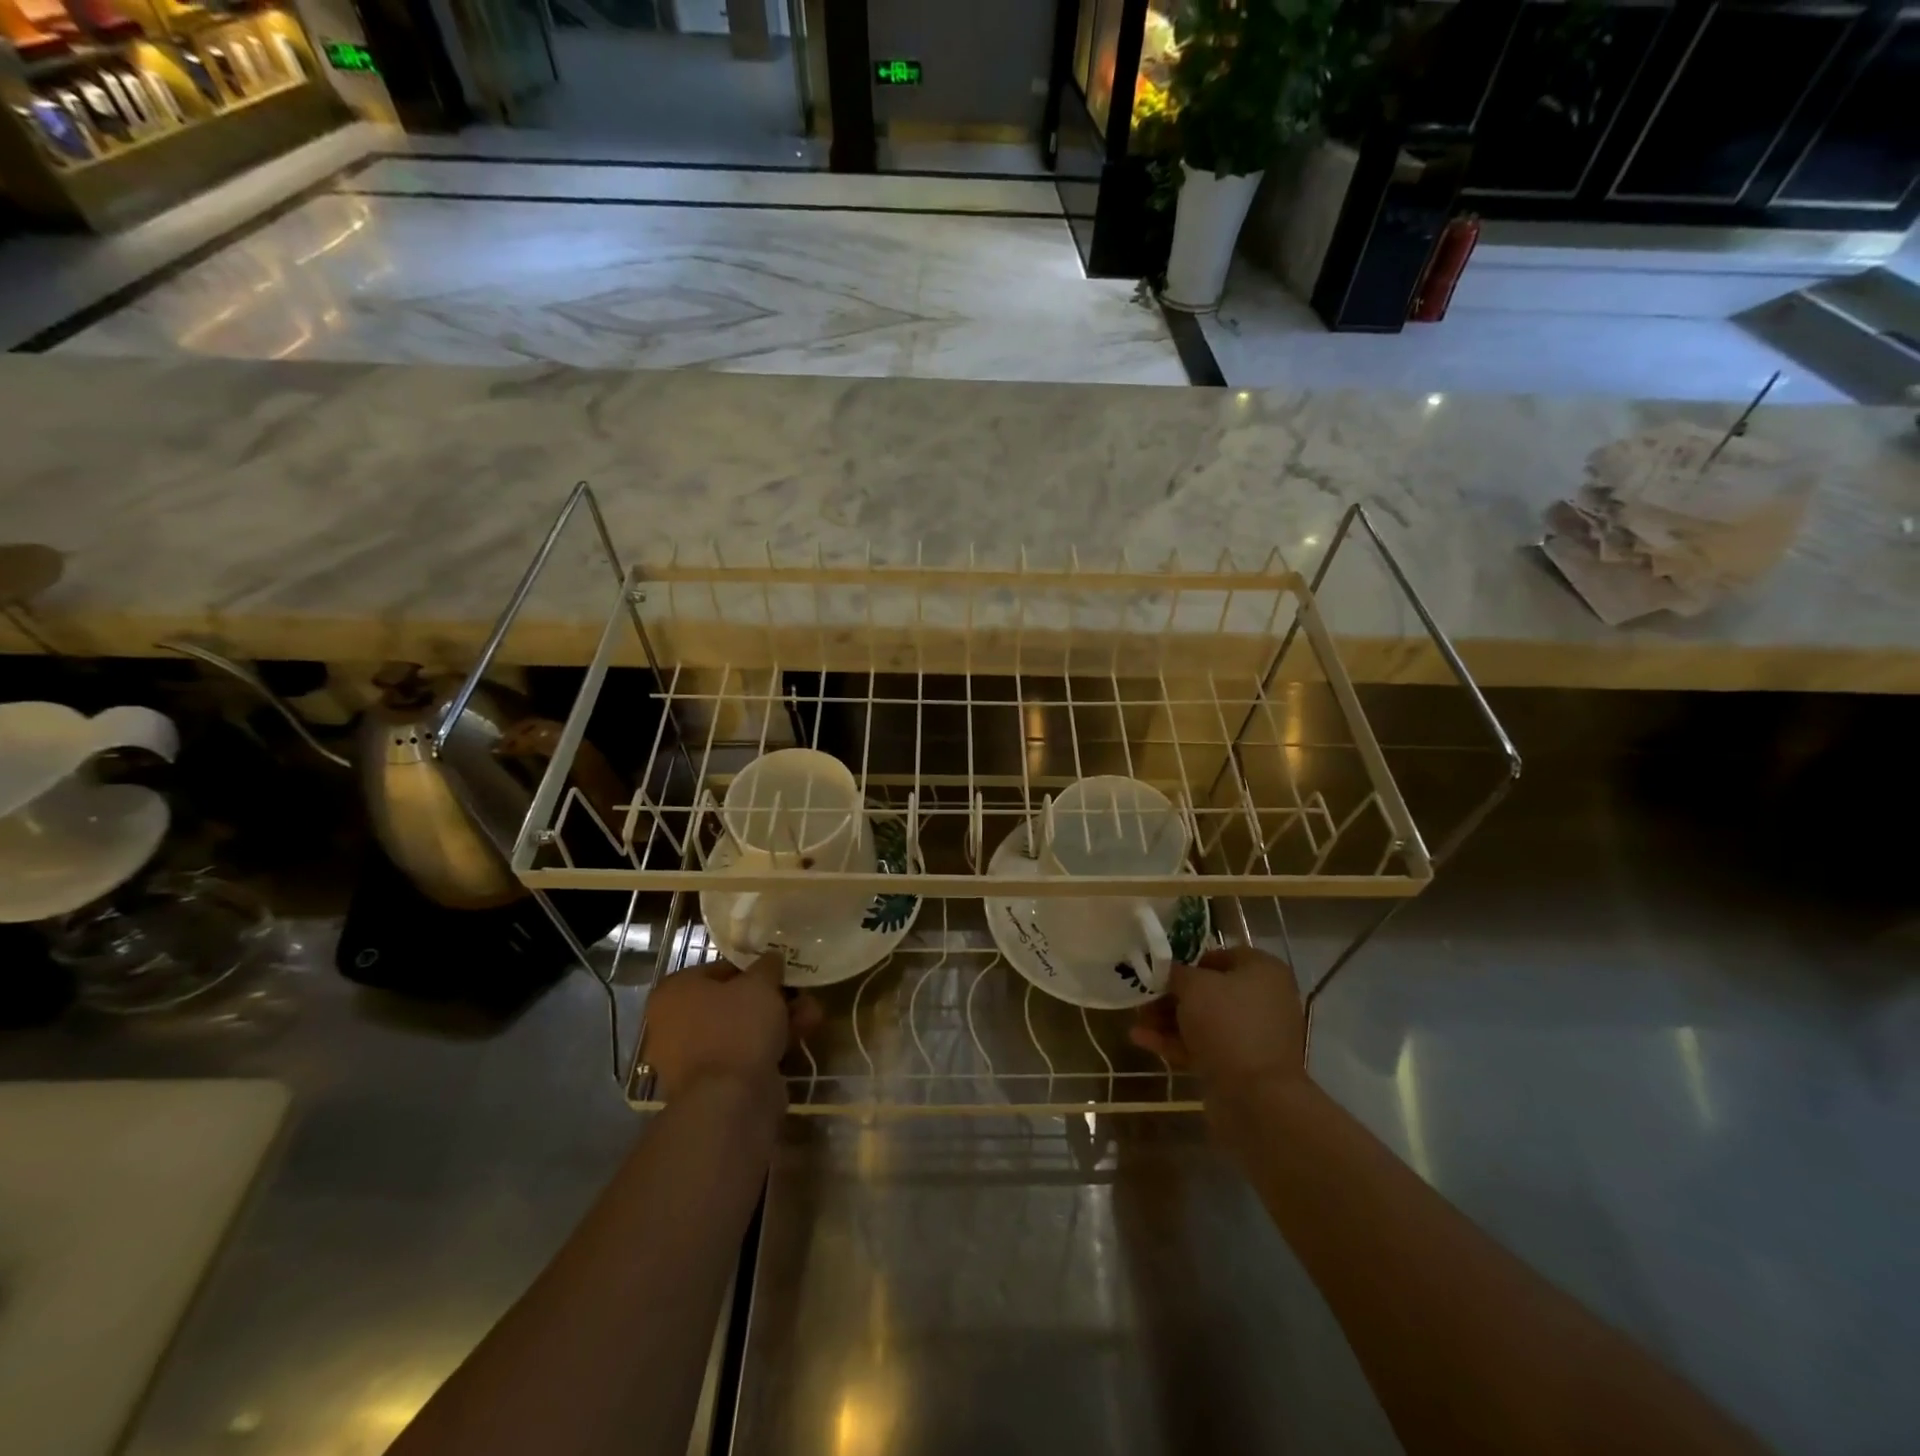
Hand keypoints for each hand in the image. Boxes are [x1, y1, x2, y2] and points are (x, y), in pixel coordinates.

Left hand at [643, 953, 820, 1102]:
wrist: (729, 1101)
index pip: (718, 969)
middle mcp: (674, 1024)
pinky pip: (744, 1054)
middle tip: (800, 993)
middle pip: (732, 1001)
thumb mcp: (759, 983)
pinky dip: (771, 1044)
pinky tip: (803, 1036)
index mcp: (674, 992)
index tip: (779, 970)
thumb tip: (771, 959)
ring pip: (742, 1029)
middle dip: (772, 997)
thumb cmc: (736, 1027)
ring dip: (778, 1019)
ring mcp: (692, 1057)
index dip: (752, 967)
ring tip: (813, 1014)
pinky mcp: (713, 1084)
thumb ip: (767, 966)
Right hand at [1129, 944, 1307, 1097]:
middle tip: (1142, 998)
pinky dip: (1177, 1042)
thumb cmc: (1227, 1024)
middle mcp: (1264, 999)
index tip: (1160, 969)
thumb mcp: (1193, 986)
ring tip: (1136, 1022)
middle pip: (1209, 991)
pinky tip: (1142, 1040)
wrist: (1257, 1097)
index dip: (1187, 960)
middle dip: (1171, 995)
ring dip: (1168, 1020)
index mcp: (1263, 971)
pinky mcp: (1242, 1065)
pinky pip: (1205, 1046)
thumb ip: (1175, 972)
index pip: (1220, 955)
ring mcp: (1253, 1035)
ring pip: (1204, 1021)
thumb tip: (1167, 970)